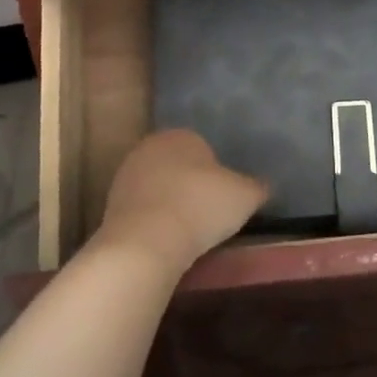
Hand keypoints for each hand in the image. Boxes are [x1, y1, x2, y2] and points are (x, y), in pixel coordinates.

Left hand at [95, 130, 267, 275]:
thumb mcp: (244, 196)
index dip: (217, 175)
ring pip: (158, 186)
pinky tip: (164, 240)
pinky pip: (142, 209)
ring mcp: (126, 174)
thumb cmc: (200, 207)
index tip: (224, 200)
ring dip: (170, 203)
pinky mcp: (110, 203)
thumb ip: (257, 187)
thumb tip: (265, 186)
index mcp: (182, 135)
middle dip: (191, 186)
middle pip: (178, 165)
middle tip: (207, 215)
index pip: (204, 148)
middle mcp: (150, 146)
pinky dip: (153, 221)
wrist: (145, 241)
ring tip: (186, 233)